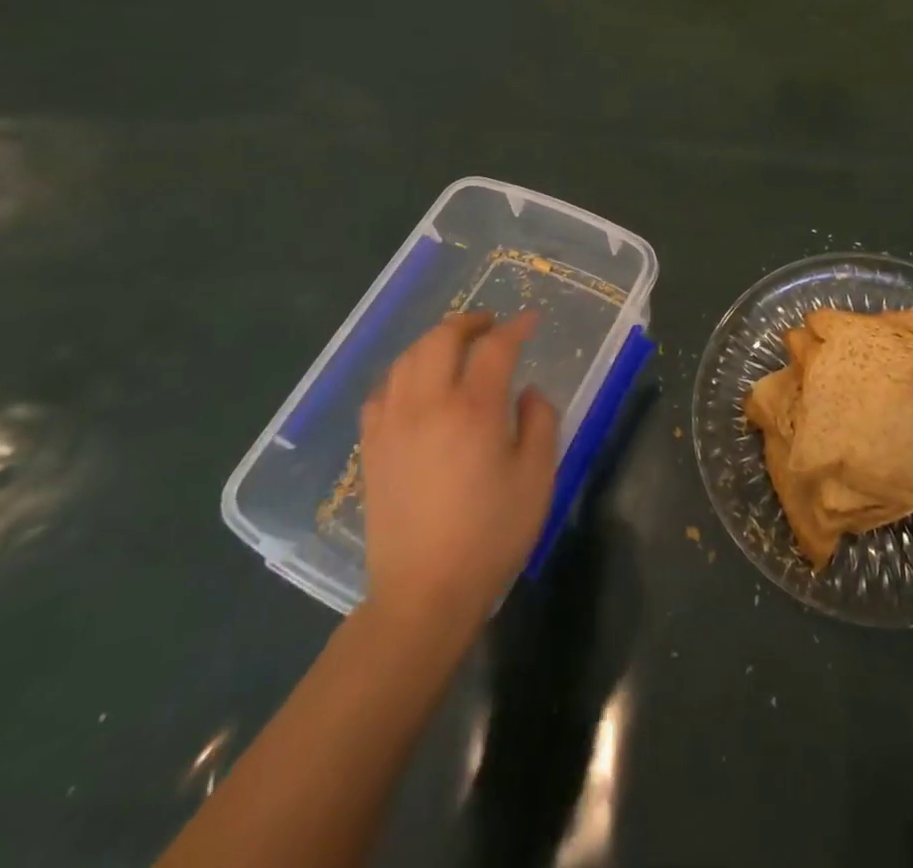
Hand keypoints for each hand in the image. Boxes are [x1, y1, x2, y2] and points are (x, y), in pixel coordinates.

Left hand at [358, 312, 557, 629]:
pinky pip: (382, 392)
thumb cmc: (491, 535)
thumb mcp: (538, 478)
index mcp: (473, 409)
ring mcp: (393, 424)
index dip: (515, 328)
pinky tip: (415, 386)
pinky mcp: (371, 447)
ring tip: (454, 346)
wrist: (424, 593)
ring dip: (433, 341)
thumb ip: (541, 422)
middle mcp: (428, 404)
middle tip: (490, 325)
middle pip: (441, 339)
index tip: (530, 320)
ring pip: (406, 359)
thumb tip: (528, 392)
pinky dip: (403, 375)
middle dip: (468, 322)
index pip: (494, 348)